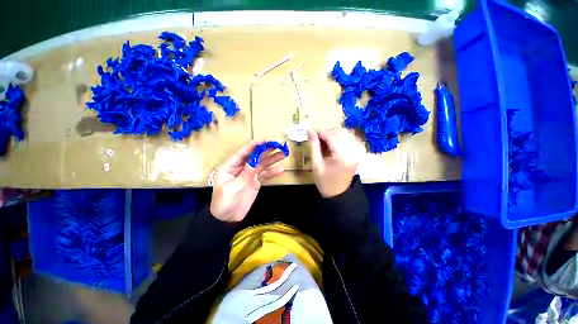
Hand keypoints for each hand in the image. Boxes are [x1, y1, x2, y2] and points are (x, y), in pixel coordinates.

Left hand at [210, 140, 286, 221]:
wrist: (226, 218)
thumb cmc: (224, 201)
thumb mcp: (233, 187)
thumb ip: (246, 173)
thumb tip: (256, 160)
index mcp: (231, 166)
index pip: (244, 152)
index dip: (255, 145)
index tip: (266, 140)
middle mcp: (242, 167)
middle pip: (256, 157)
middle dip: (267, 150)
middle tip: (279, 145)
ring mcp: (250, 175)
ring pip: (262, 165)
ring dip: (273, 159)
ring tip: (283, 154)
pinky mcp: (256, 182)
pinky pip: (265, 175)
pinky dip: (273, 172)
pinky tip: (281, 169)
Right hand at [309, 129, 363, 197]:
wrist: (338, 194)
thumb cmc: (325, 181)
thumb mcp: (316, 164)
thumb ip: (314, 146)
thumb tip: (310, 132)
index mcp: (342, 156)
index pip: (332, 136)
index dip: (321, 132)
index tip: (311, 132)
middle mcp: (353, 151)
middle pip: (339, 133)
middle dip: (326, 133)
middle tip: (316, 138)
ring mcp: (356, 152)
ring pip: (344, 135)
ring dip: (332, 136)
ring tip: (322, 143)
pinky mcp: (356, 153)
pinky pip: (347, 140)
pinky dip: (338, 139)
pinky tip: (330, 145)